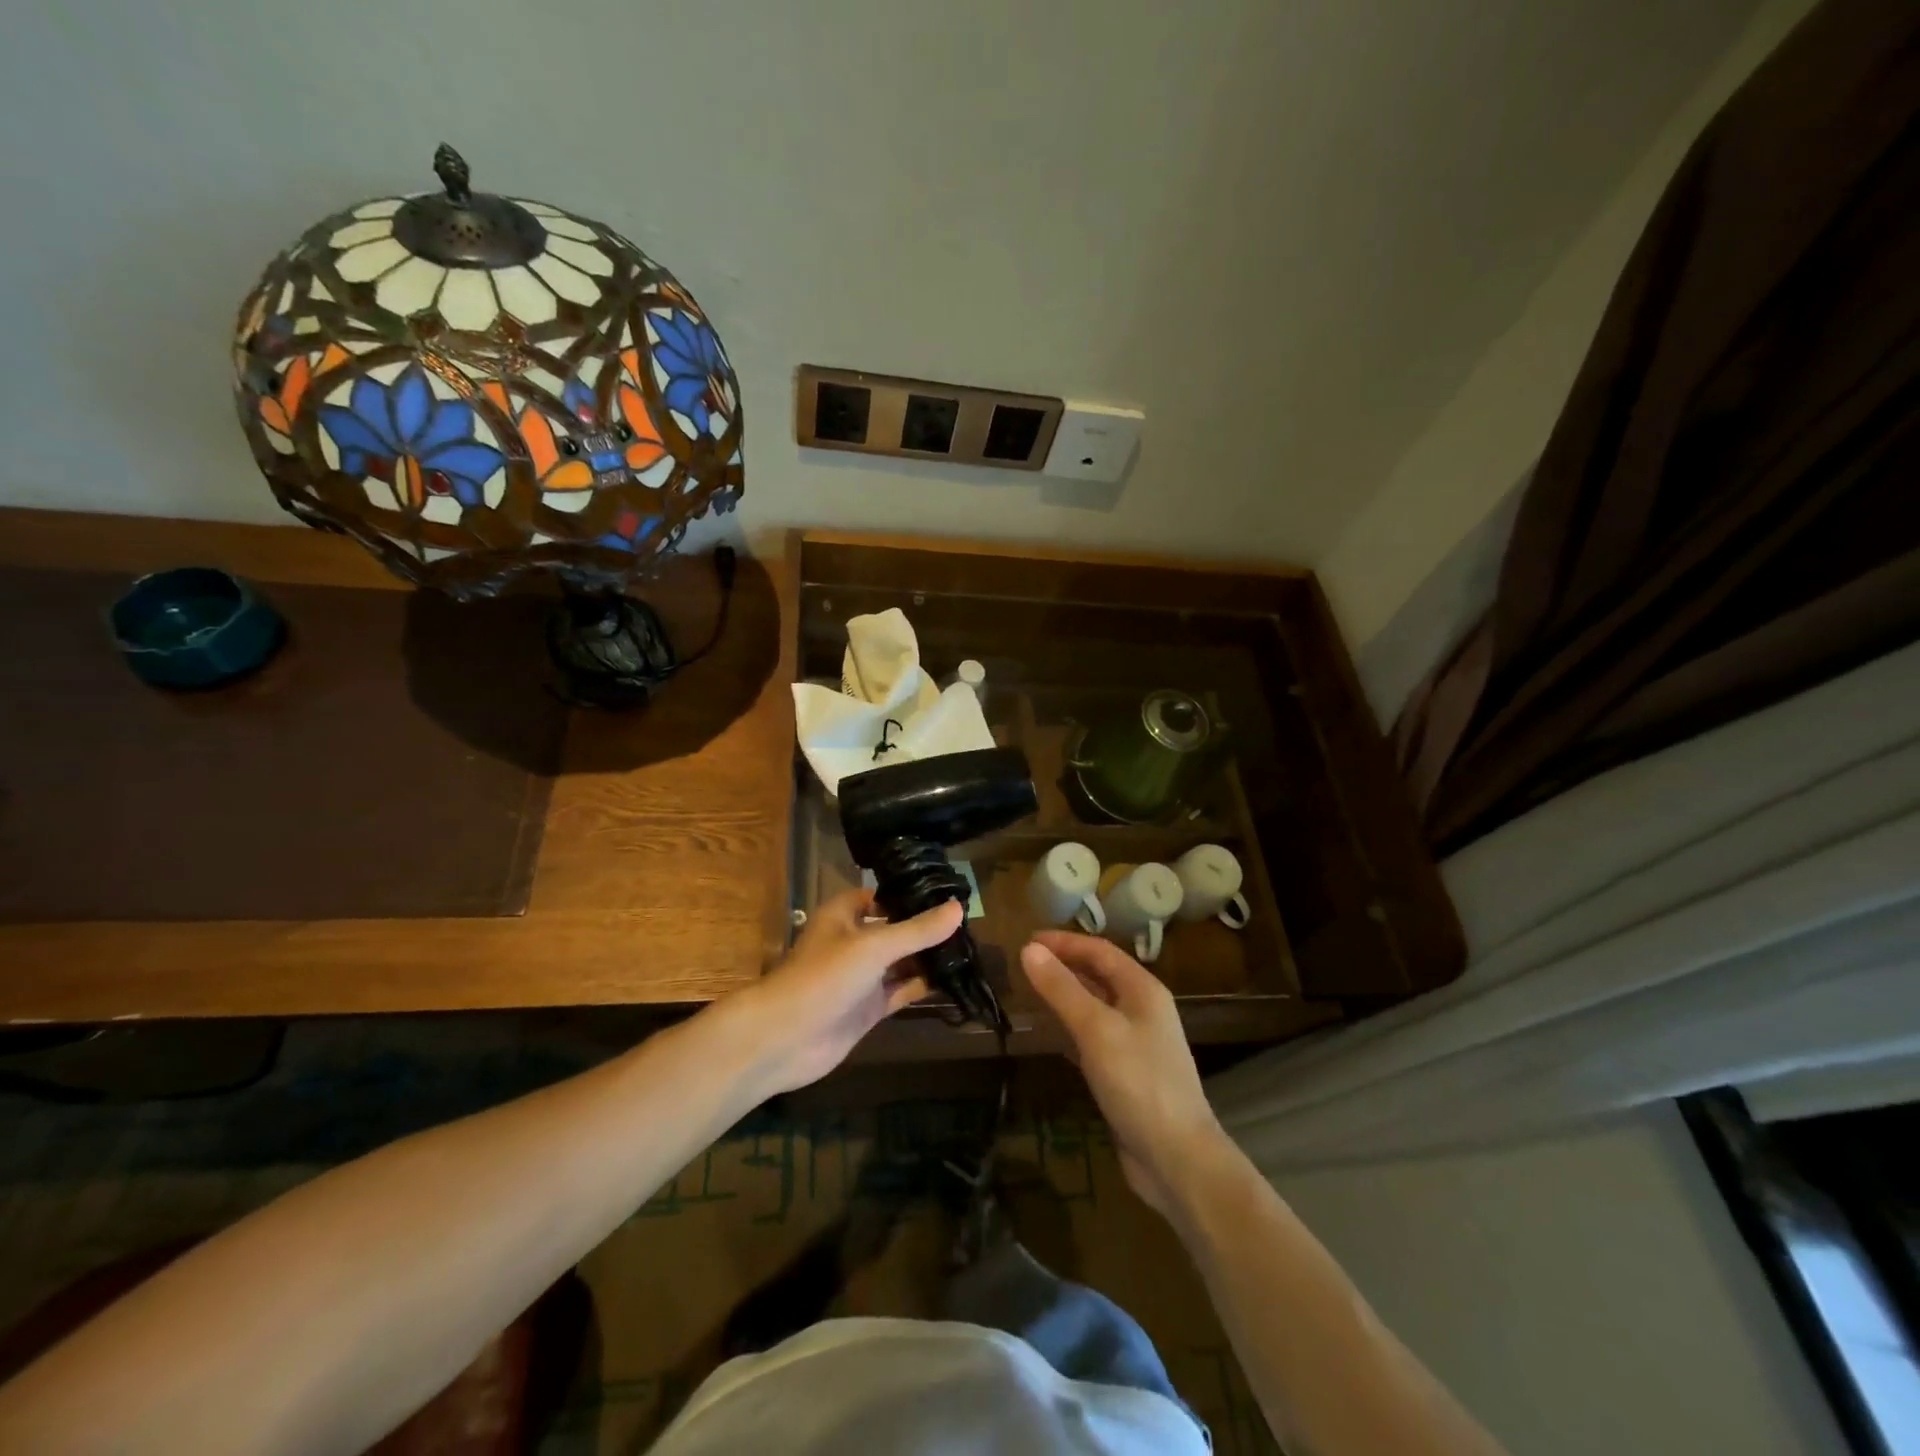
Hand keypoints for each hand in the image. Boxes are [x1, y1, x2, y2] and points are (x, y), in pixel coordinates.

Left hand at [734, 889, 963, 1095]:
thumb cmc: (825, 977)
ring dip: (928, 957)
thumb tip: (959, 908)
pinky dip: (924, 986)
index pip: (880, 896)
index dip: (908, 894)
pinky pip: (902, 991)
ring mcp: (862, 978)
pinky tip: (954, 979)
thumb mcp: (874, 946)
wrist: (785, 1039)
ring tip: (970, 948)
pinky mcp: (869, 1008)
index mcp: (844, 916)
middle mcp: (853, 942)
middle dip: (925, 927)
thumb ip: (917, 930)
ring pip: (901, 962)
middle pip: (895, 929)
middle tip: (968, 922)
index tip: (945, 892)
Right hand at [1021, 931, 1231, 1217]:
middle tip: (1026, 963)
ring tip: (1032, 991)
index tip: (1027, 940)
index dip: (1064, 942)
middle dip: (1065, 965)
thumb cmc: (1139, 1083)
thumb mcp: (1095, 1029)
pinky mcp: (1128, 1073)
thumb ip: (1061, 988)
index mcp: (1143, 990)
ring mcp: (1138, 1043)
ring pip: (1097, 1006)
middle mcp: (1143, 1010)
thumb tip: (1029, 949)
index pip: (1100, 951)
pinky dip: (1072, 1027)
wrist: (1178, 1158)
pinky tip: (1051, 1035)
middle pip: (1100, 975)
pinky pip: (1095, 1037)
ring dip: (1067, 994)